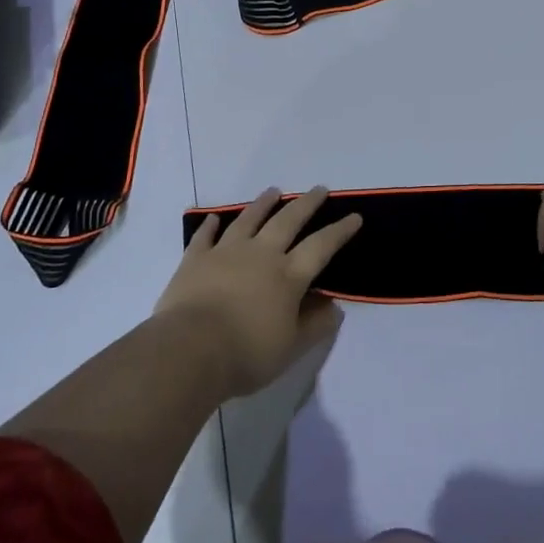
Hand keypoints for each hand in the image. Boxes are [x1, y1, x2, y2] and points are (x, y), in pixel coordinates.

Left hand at [156, 187, 362, 397]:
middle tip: (319, 189)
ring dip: (263, 203)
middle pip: (287, 221)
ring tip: (274, 190)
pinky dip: (211, 226)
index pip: (320, 246)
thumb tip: (334, 306)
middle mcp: (260, 255)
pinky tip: (214, 218)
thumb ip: (315, 325)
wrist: (190, 350)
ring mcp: (226, 252)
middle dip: (306, 204)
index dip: (339, 231)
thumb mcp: (291, 348)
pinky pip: (205, 237)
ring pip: (249, 219)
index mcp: (288, 276)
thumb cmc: (246, 354)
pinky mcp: (196, 260)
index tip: (354, 216)